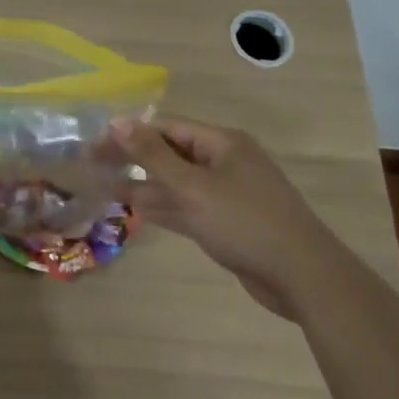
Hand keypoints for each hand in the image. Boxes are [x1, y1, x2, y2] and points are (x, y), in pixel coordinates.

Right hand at [110, 115, 325, 316]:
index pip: (165, 127)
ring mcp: (227, 193)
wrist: (304, 277)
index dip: (129, 134)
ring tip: (105, 187)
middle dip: (134, 159)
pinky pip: (188, 206)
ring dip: (144, 185)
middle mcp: (224, 161)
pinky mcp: (228, 222)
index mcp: (221, 142)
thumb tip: (117, 122)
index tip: (95, 147)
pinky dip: (163, 207)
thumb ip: (152, 155)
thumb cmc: (245, 222)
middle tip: (94, 167)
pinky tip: (135, 209)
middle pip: (170, 152)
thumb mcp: (193, 187)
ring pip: (177, 182)